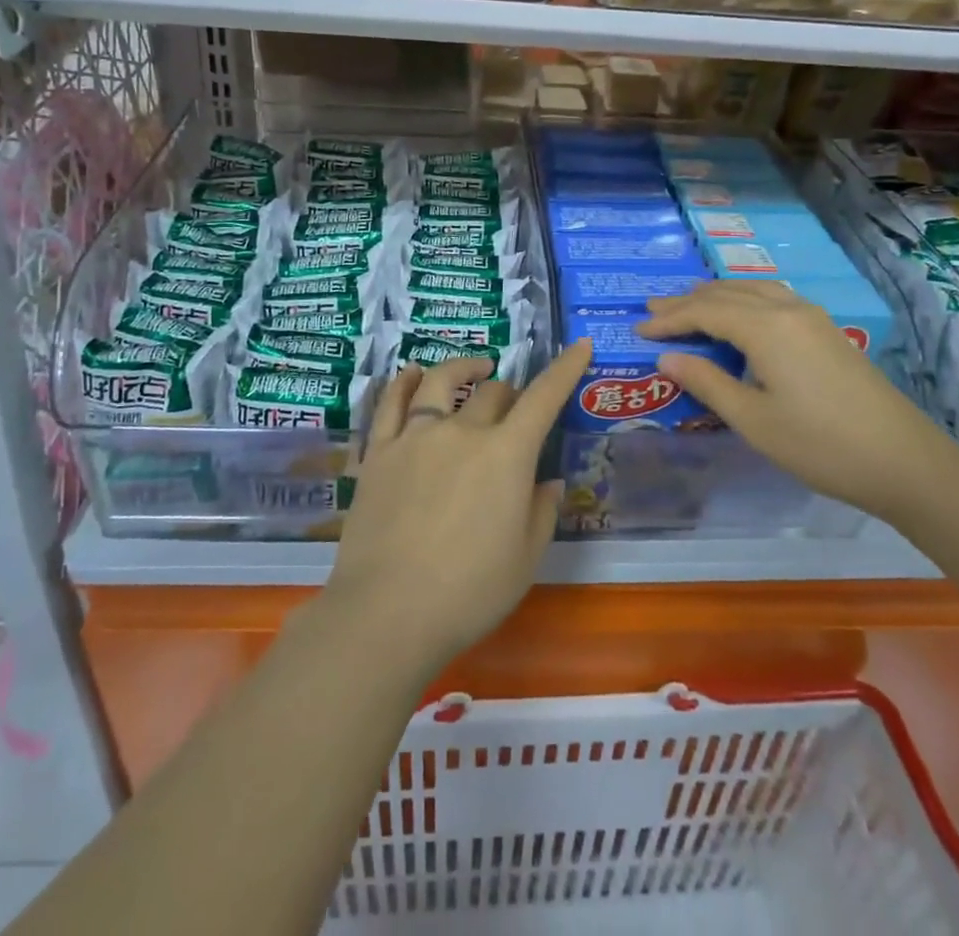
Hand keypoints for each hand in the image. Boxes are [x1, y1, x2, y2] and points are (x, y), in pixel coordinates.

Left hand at [324, 341, 591, 674]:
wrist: (389, 612)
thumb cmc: (470, 593)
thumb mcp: (525, 559)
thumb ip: (541, 511)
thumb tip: (548, 481)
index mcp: (506, 454)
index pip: (543, 398)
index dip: (565, 368)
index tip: (579, 345)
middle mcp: (462, 431)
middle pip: (493, 393)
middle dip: (511, 394)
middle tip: (514, 410)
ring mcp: (415, 436)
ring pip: (441, 382)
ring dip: (464, 368)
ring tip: (475, 369)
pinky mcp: (379, 451)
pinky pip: (391, 402)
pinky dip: (405, 381)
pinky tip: (412, 375)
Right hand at [639, 281, 955, 516]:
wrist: (903, 461)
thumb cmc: (820, 445)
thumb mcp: (753, 420)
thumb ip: (707, 383)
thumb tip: (667, 358)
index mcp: (766, 328)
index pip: (705, 312)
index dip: (670, 320)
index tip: (638, 330)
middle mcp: (787, 309)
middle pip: (727, 294)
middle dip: (687, 302)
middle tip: (652, 310)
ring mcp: (812, 317)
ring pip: (752, 290)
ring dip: (716, 296)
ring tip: (689, 304)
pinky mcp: (827, 330)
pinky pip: (773, 298)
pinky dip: (743, 299)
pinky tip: (739, 314)